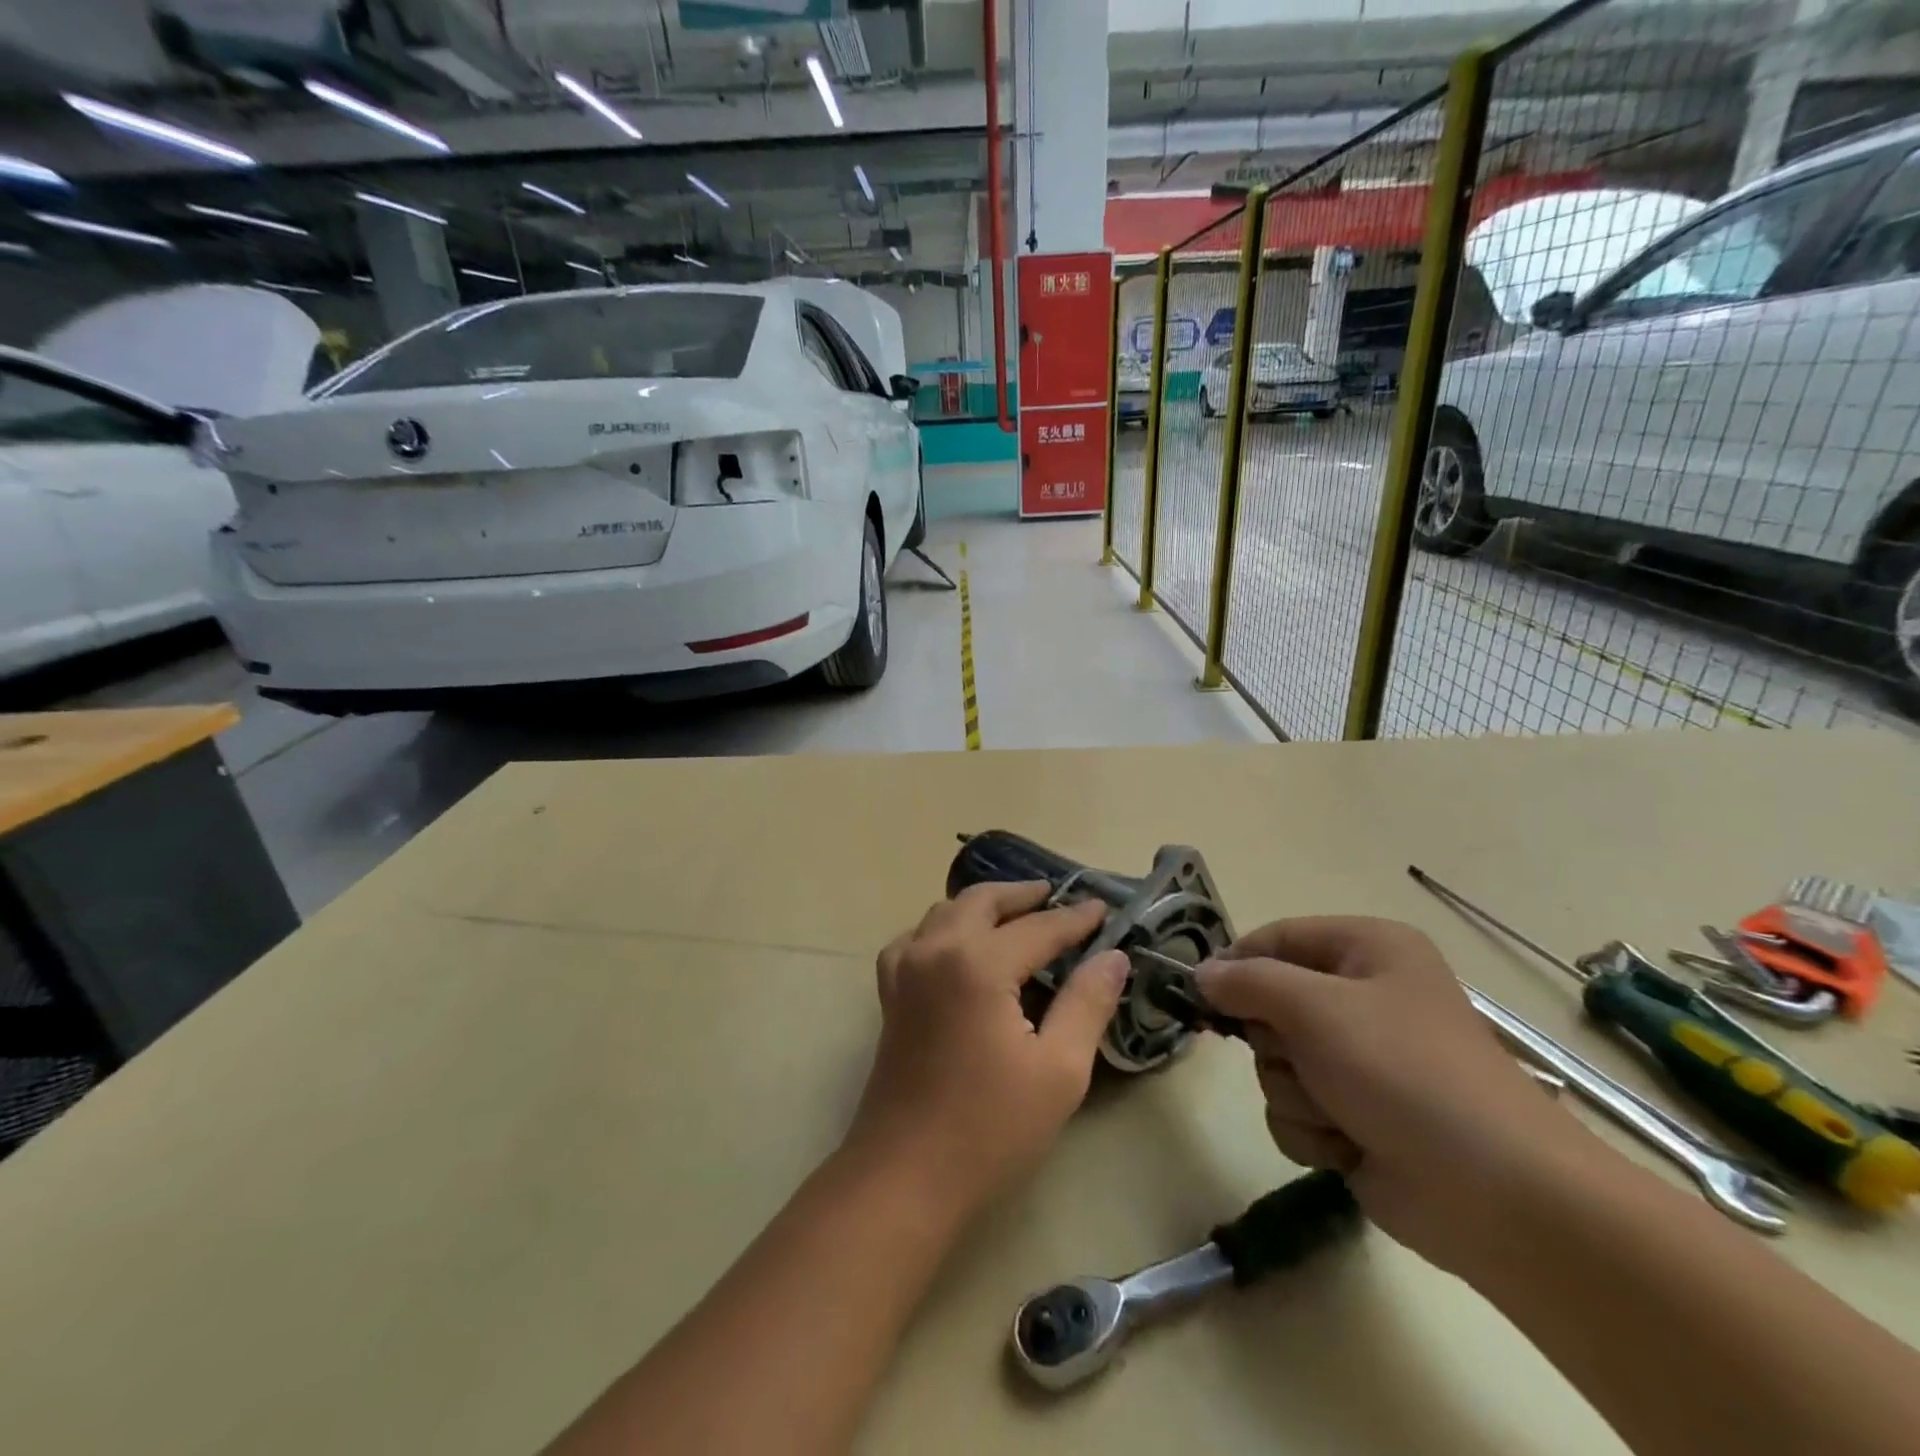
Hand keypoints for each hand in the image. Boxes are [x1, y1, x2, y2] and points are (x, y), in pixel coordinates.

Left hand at [844, 882, 1127, 1217]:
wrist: (906, 1175)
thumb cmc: (990, 1128)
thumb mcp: (1059, 1070)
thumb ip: (1087, 1003)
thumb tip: (1113, 956)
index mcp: (978, 963)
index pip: (1038, 928)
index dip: (1075, 918)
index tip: (1103, 907)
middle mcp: (936, 949)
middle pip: (983, 901)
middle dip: (1023, 895)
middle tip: (1057, 897)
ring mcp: (905, 968)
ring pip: (945, 911)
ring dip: (983, 905)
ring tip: (1015, 914)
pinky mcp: (890, 992)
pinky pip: (916, 938)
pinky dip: (943, 927)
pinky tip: (957, 946)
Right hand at [1196, 917, 1592, 1273]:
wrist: (1498, 1195)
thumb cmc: (1404, 1072)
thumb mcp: (1315, 1007)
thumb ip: (1247, 982)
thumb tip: (1200, 973)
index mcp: (1367, 950)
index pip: (1277, 938)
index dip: (1236, 963)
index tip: (1200, 993)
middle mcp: (1363, 998)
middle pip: (1270, 1005)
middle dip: (1276, 1043)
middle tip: (1303, 1059)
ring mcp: (1360, 1061)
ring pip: (1277, 1064)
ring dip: (1295, 1092)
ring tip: (1338, 1112)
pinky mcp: (1356, 1116)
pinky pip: (1296, 1110)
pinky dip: (1313, 1130)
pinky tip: (1349, 1145)